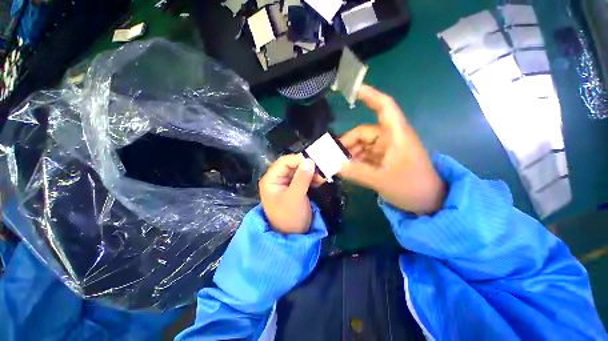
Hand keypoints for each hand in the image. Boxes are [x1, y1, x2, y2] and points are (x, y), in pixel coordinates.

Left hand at [259, 154, 322, 233]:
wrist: (293, 236)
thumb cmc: (290, 217)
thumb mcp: (295, 197)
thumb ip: (302, 178)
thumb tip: (309, 160)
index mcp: (271, 179)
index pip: (284, 162)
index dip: (299, 160)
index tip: (314, 162)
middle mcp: (277, 179)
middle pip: (292, 165)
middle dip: (307, 167)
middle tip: (321, 171)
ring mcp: (286, 183)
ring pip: (299, 171)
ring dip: (311, 172)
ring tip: (321, 178)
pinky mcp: (294, 188)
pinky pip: (303, 177)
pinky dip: (312, 177)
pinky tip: (319, 181)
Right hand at [339, 85, 446, 214]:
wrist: (429, 202)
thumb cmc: (412, 187)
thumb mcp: (381, 180)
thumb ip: (355, 172)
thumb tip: (332, 166)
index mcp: (396, 135)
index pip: (384, 107)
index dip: (370, 96)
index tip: (353, 90)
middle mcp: (390, 138)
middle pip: (364, 132)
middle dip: (347, 143)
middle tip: (332, 156)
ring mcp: (387, 149)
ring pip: (363, 145)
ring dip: (350, 154)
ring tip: (338, 166)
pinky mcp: (384, 159)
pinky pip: (366, 155)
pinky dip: (356, 161)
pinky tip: (347, 169)